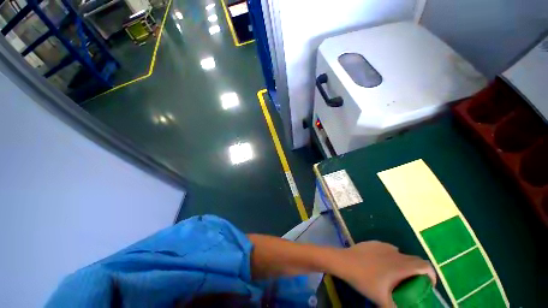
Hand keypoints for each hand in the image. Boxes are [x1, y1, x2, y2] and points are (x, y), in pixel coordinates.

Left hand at [334, 241, 435, 307]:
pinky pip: (389, 249)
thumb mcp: (381, 300)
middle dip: (418, 272)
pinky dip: (392, 257)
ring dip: (404, 264)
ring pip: (401, 254)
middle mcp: (395, 252)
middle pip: (414, 260)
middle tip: (412, 284)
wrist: (344, 261)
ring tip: (397, 276)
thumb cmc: (364, 280)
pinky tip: (382, 266)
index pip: (425, 265)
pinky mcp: (374, 242)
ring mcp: (383, 245)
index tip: (427, 286)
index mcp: (401, 265)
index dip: (431, 275)